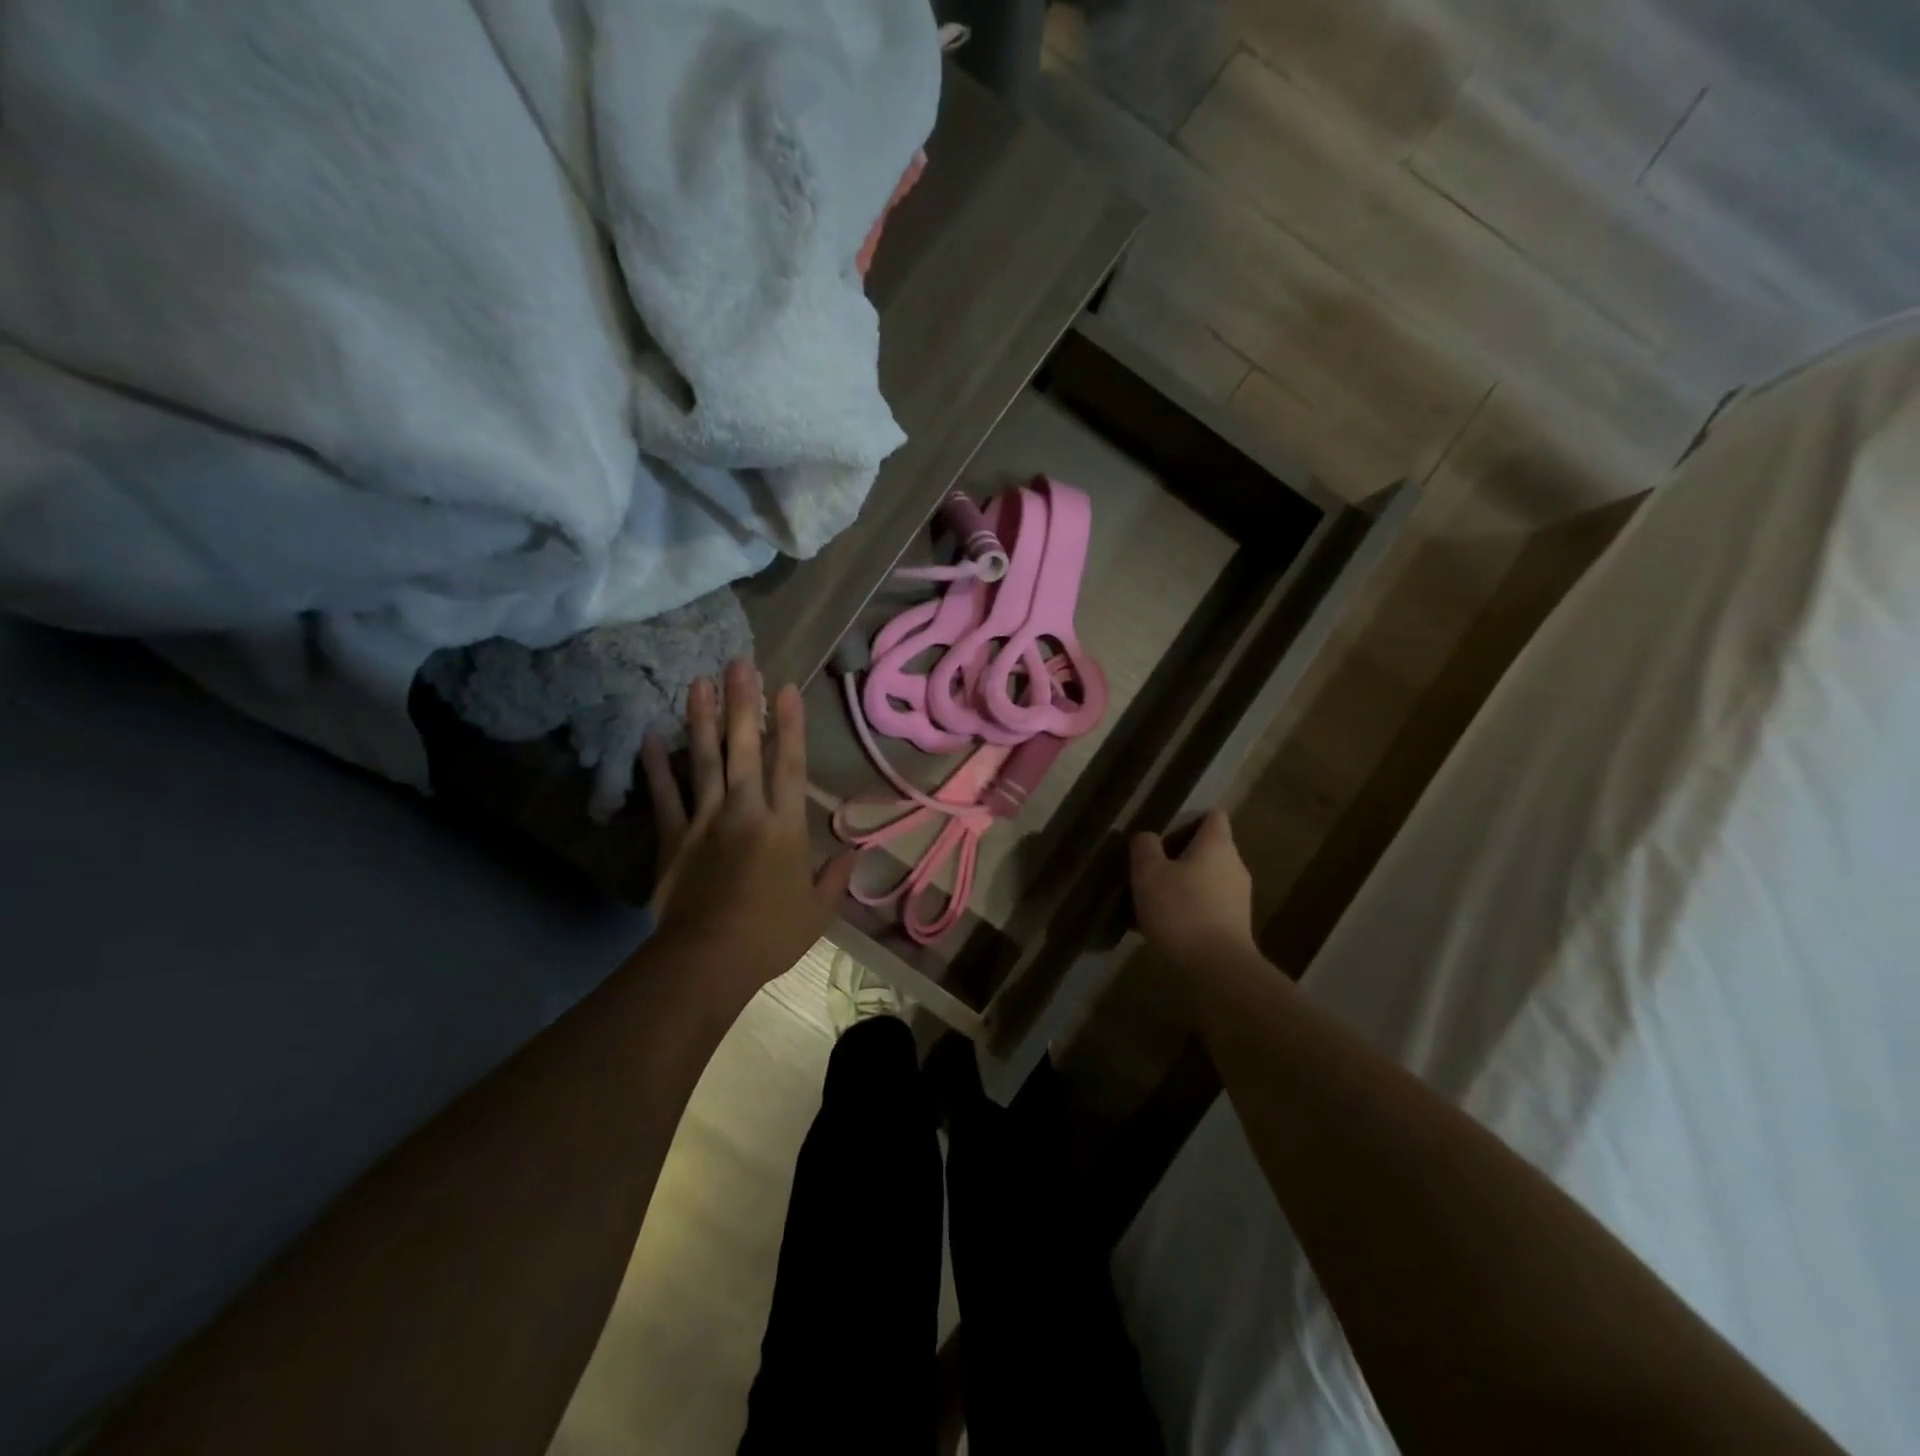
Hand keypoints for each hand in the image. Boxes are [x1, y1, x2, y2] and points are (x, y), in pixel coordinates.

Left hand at [639, 660, 854, 1008]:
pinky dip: (657, 765)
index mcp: (784, 825)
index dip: (790, 724)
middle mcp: (745, 810)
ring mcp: (705, 820)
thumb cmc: (771, 934)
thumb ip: (836, 876)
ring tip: (699, 681)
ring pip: (704, 760)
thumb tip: (854, 852)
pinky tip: (651, 735)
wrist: (708, 960)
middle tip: (739, 663)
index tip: (787, 687)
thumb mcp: (818, 910)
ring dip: (702, 719)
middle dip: (743, 703)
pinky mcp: (673, 837)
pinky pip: (665, 795)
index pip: (789, 764)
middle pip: (743, 749)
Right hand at [1129, 810, 1255, 967]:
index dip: (1189, 819)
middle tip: (1152, 868)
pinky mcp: (1237, 925)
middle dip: (1182, 855)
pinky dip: (1192, 909)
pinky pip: (1210, 906)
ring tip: (1155, 900)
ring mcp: (1240, 897)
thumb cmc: (1181, 910)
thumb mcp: (1148, 873)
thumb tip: (1147, 836)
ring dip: (1185, 884)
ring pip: (1208, 879)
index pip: (1213, 816)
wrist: (1217, 968)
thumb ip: (1145, 847)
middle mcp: (1235, 865)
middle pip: (1209, 848)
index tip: (1164, 833)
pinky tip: (1168, 926)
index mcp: (1217, 845)